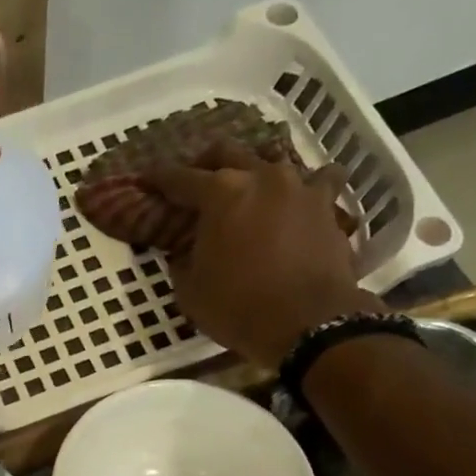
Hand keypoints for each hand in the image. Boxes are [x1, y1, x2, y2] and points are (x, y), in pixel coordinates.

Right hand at [147, 154, 380, 365]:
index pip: (180, 178)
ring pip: (275, 158)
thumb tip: (183, 252)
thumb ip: (182, 261)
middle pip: (227, 152)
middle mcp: (261, 177)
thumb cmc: (237, 307)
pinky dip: (305, 187)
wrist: (308, 323)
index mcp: (220, 194)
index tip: (147, 179)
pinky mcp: (328, 205)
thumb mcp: (190, 291)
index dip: (159, 179)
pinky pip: (319, 180)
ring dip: (257, 170)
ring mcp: (300, 187)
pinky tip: (299, 202)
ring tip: (250, 189)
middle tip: (196, 181)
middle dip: (206, 163)